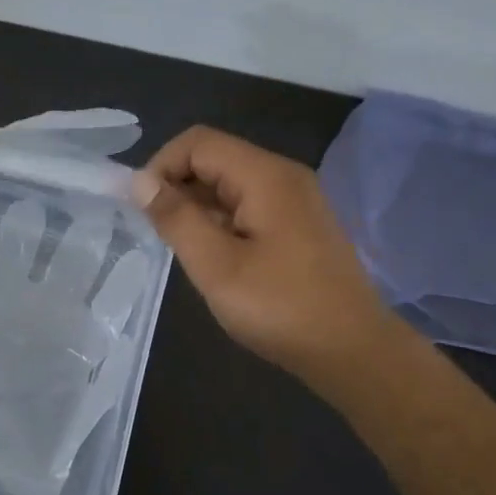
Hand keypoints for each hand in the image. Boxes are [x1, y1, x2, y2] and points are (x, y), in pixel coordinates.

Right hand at [132, 126, 389, 381]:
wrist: (354, 352)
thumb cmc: (281, 308)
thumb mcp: (216, 267)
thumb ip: (176, 218)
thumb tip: (140, 182)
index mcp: (265, 175)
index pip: (198, 142)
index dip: (161, 166)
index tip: (142, 208)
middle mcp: (283, 176)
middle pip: (215, 158)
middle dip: (178, 186)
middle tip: (160, 233)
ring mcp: (296, 200)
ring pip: (231, 183)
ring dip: (198, 206)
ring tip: (184, 249)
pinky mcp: (300, 224)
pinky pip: (249, 204)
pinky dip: (222, 219)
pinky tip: (215, 256)